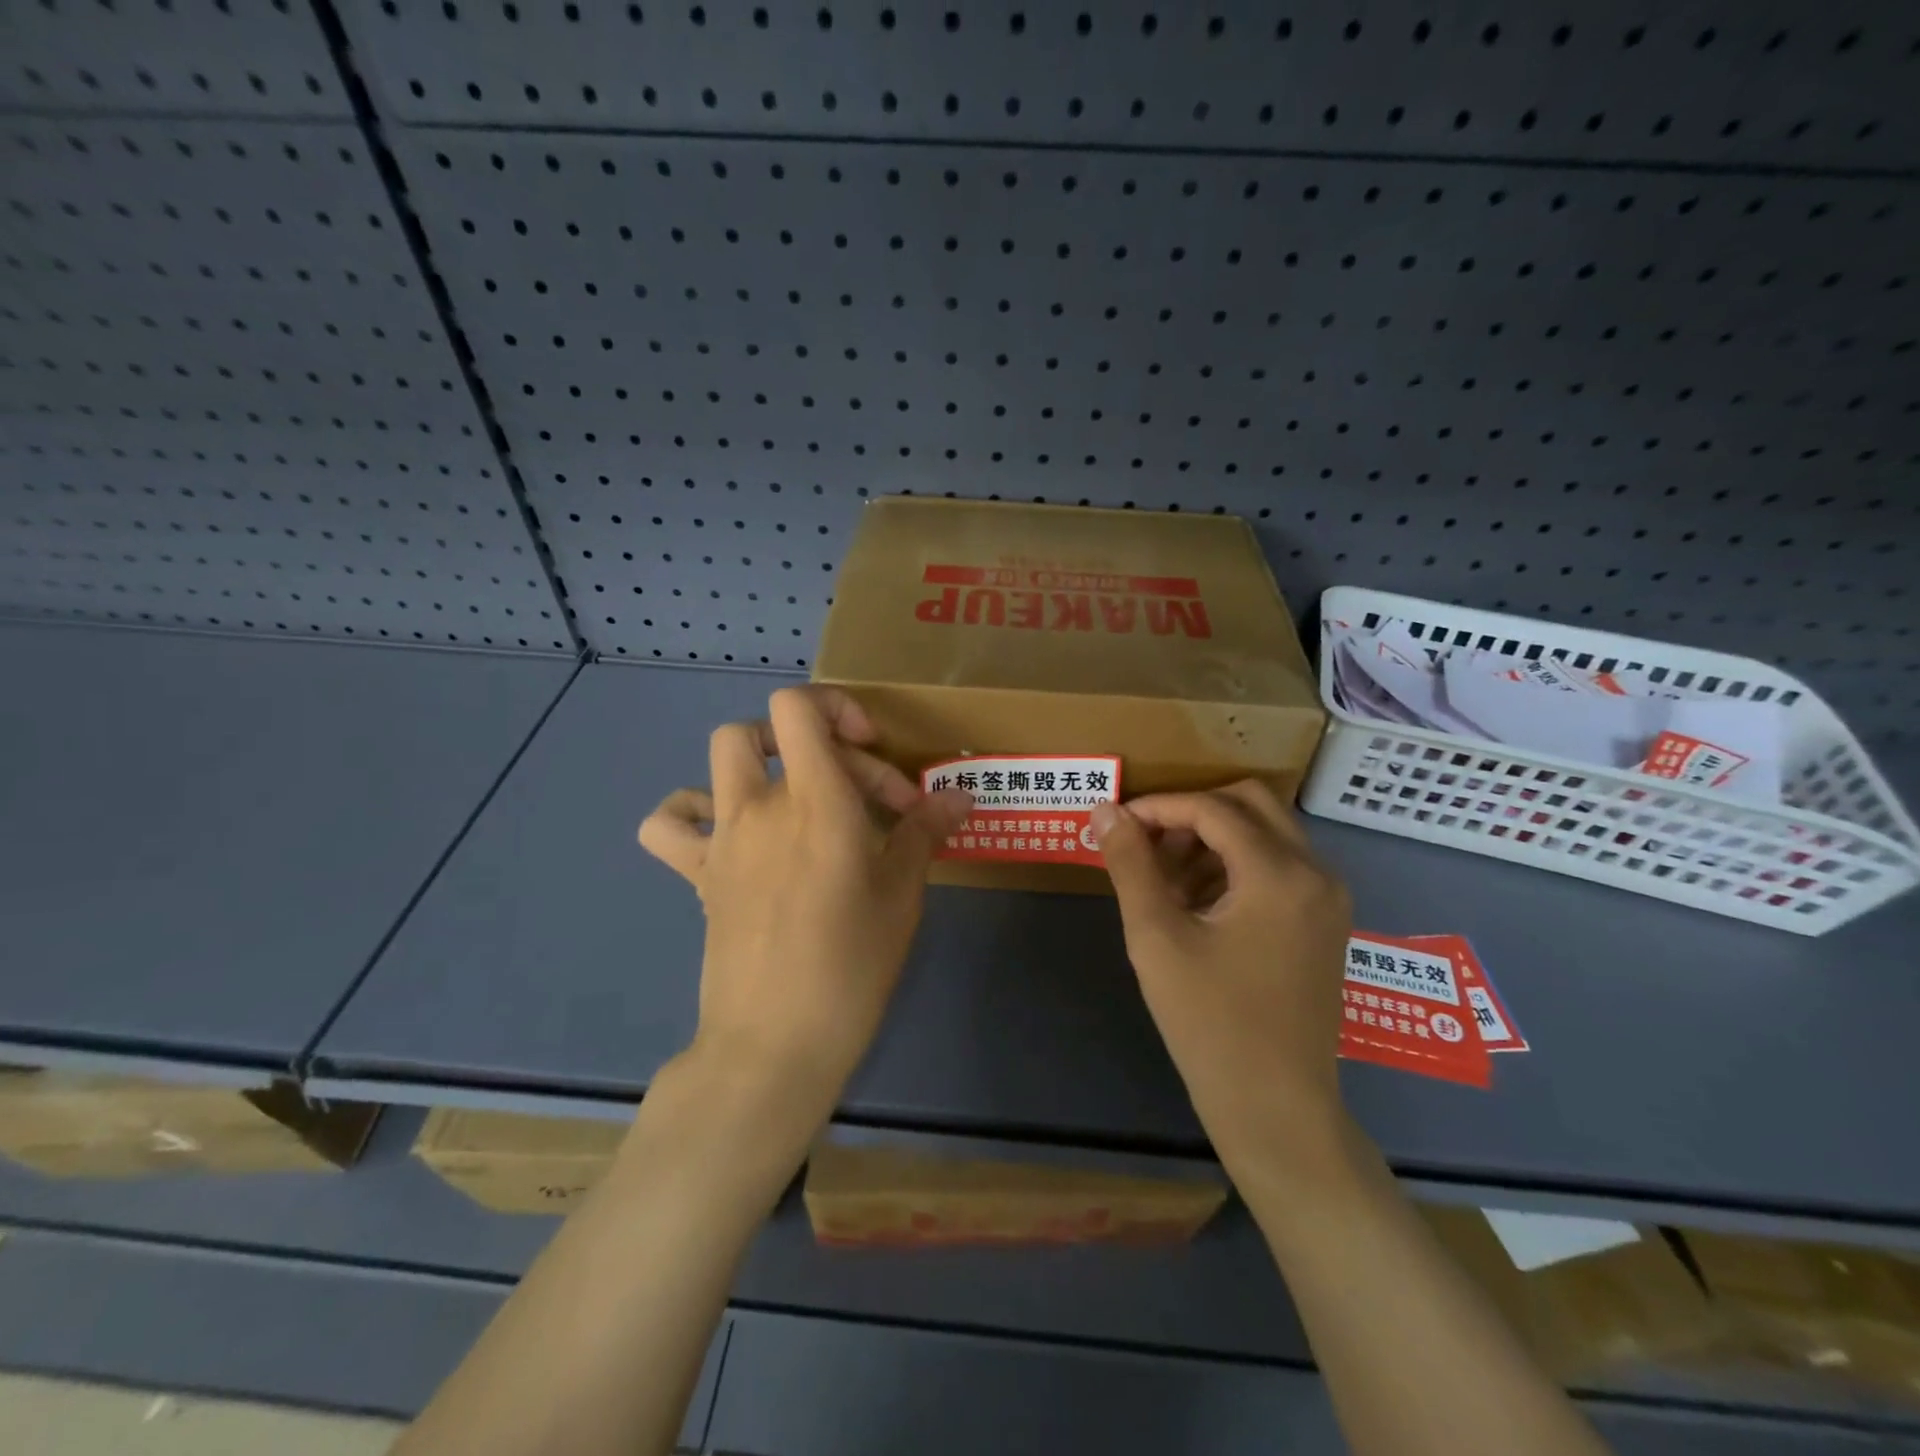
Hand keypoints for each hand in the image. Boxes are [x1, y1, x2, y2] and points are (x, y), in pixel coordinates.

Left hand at [639, 686, 972, 1122]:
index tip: (872, 752)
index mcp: (815, 801)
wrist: (774, 1042)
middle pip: (766, 727)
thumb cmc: (851, 966)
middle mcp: (760, 806)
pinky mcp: (700, 874)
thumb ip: (925, 832)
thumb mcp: (902, 895)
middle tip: (862, 797)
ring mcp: (722, 839)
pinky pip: (671, 824)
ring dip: (759, 761)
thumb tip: (959, 796)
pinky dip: (692, 812)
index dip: (835, 707)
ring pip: (720, 759)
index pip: (797, 707)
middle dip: (820, 743)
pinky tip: (729, 832)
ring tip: (795, 799)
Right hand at [1092, 782, 1352, 1170]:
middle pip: (1250, 804)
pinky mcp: (1324, 923)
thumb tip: (1104, 811)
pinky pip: (1279, 866)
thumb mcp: (1157, 938)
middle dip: (1192, 813)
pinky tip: (1197, 903)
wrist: (1276, 1110)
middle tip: (1147, 842)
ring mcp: (1328, 899)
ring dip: (1213, 838)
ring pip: (1266, 833)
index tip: (1117, 824)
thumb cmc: (1210, 1023)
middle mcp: (1317, 873)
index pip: (1213, 808)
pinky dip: (1235, 865)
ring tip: (1164, 879)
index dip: (1159, 807)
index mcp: (1280, 873)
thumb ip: (1130, 865)